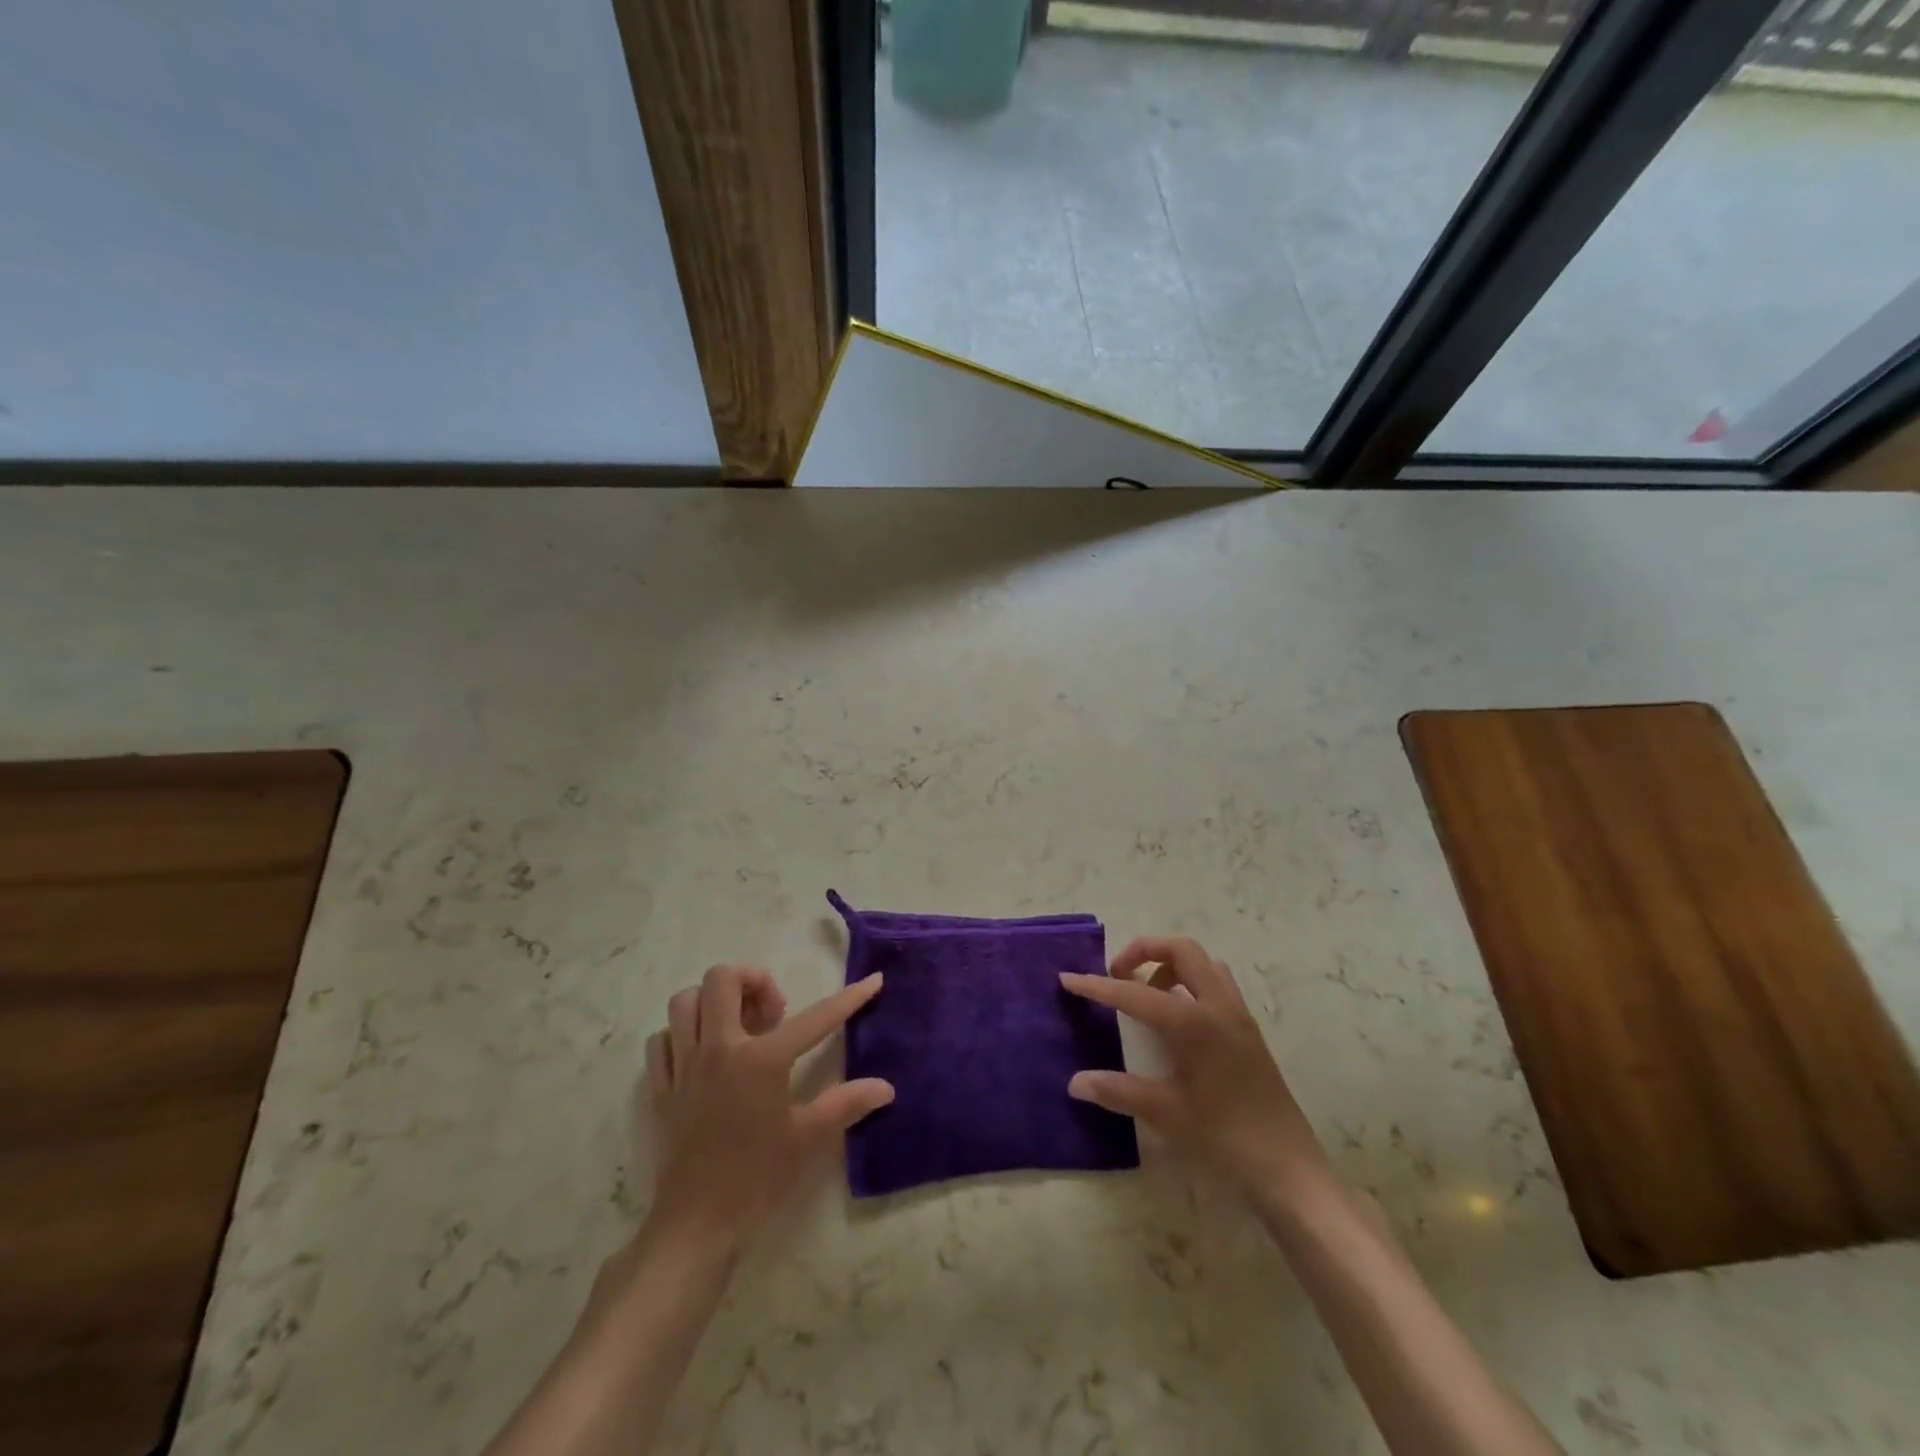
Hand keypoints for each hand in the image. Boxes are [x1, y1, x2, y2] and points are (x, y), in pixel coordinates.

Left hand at [642, 966, 892, 1255]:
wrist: (695, 1224)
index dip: (849, 998)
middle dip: (751, 980)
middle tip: (772, 1013)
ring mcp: (683, 1065)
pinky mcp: (660, 1087)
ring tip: (736, 1026)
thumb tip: (885, 1087)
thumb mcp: (807, 1138)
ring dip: (711, 1002)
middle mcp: (719, 1048)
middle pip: (722, 979)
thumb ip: (846, 1103)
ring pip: (685, 1001)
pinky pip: (662, 1040)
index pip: (816, 1017)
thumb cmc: (756, 1178)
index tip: (872, 980)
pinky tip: (701, 1054)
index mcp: (761, 1059)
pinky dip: (680, 1035)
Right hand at [1062, 936, 1328, 1200]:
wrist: (1289, 1170)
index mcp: (1193, 1023)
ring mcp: (1238, 1017)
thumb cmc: (1224, 1139)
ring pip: (1203, 964)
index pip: (1135, 992)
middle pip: (1181, 950)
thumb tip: (1075, 1082)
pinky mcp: (1249, 1032)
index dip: (1098, 986)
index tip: (1068, 979)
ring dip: (1171, 965)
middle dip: (1144, 951)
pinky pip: (1217, 986)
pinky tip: (1176, 1020)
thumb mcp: (1166, 1115)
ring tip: (1147, 993)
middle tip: (1118, 975)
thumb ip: (1118, 1091)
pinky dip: (1191, 984)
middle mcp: (1218, 1007)